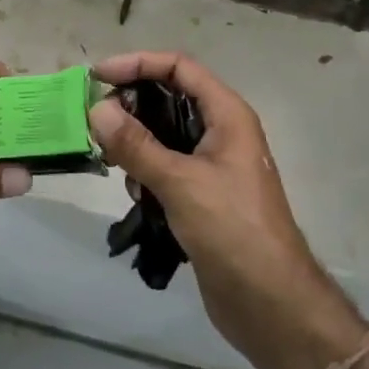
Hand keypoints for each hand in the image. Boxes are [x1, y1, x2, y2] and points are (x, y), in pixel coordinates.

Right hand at [89, 52, 366, 368]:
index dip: (138, 63)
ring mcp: (213, 164)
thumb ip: (136, 144)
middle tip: (96, 120)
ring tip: (109, 159)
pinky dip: (145, 169)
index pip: (178, 67)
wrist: (271, 304)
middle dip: (132, 104)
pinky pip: (166, 164)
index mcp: (227, 114)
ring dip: (135, 140)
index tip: (98, 77)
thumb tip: (98, 108)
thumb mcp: (180, 182)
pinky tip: (133, 191)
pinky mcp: (203, 194)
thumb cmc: (232, 230)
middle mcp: (221, 130)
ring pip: (164, 132)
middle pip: (169, 96)